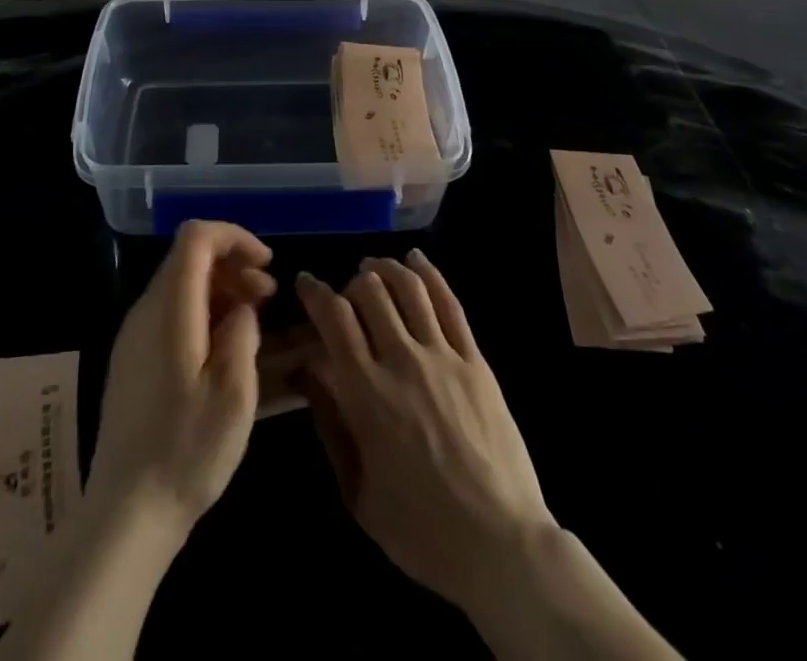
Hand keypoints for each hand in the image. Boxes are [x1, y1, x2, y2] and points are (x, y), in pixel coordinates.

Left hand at [87, 220, 276, 538]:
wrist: (127, 513)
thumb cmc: (187, 451)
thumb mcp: (234, 393)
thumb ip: (242, 333)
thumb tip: (242, 308)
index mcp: (169, 310)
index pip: (195, 237)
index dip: (234, 236)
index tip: (266, 263)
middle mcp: (145, 311)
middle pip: (188, 257)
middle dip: (232, 264)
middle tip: (268, 295)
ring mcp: (134, 335)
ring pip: (180, 284)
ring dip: (220, 288)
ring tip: (253, 318)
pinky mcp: (132, 359)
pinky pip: (170, 312)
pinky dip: (202, 311)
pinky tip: (224, 345)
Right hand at [294, 251, 554, 613]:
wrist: (500, 546)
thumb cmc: (420, 530)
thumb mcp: (357, 490)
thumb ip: (330, 424)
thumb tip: (307, 371)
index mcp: (366, 392)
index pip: (333, 317)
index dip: (315, 291)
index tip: (305, 283)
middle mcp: (402, 360)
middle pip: (370, 292)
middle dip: (350, 281)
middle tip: (346, 293)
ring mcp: (443, 356)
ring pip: (409, 288)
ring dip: (386, 268)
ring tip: (374, 267)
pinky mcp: (475, 360)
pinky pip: (450, 304)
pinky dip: (430, 274)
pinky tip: (417, 260)